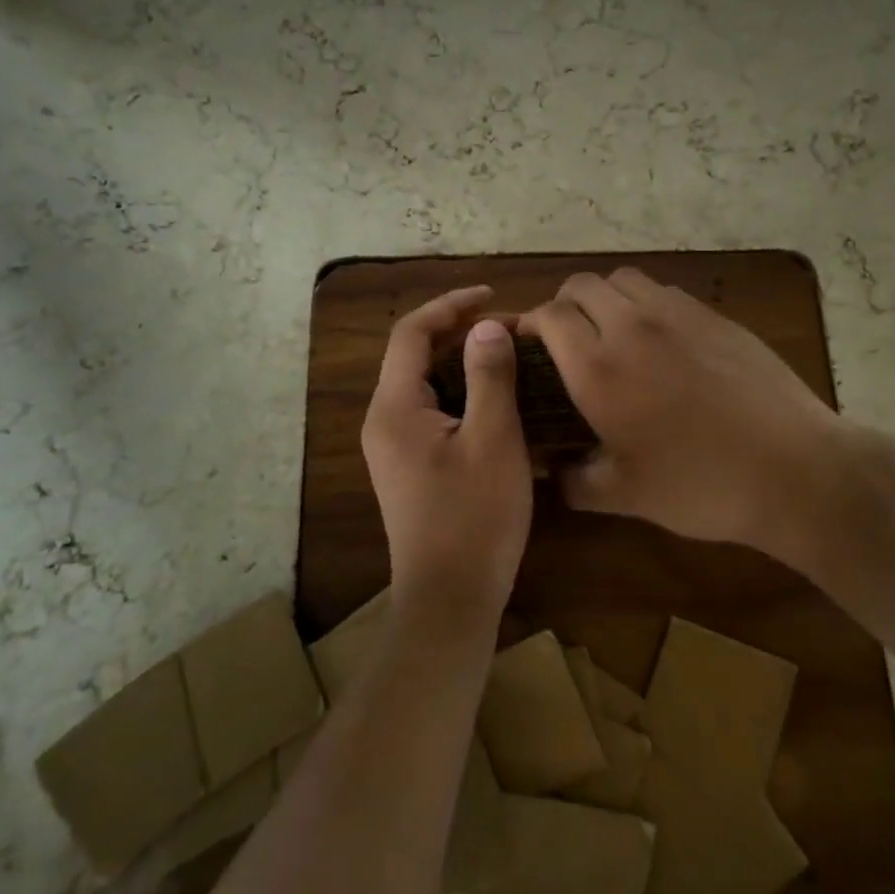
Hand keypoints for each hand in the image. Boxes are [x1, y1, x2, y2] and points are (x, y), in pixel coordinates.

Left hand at [362, 286, 532, 625]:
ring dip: (462, 362)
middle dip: (459, 332)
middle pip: (414, 355)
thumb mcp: (493, 441)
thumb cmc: (474, 518)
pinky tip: (497, 399)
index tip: (492, 294)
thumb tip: (486, 326)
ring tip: (508, 354)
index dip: (449, 304)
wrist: (450, 600)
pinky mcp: (409, 465)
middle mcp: (384, 420)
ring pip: (425, 384)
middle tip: (510, 328)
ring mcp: (394, 446)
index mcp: (395, 407)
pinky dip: (461, 392)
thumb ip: (489, 377)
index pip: (410, 332)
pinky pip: (432, 411)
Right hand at [520, 268, 860, 566]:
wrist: (793, 468)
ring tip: (614, 332)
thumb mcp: (625, 496)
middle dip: (564, 305)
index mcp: (598, 368)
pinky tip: (663, 341)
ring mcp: (678, 315)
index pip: (548, 315)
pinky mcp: (715, 316)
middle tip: (568, 340)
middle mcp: (632, 327)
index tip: (529, 345)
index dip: (531, 323)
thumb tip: (553, 473)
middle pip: (582, 285)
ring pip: (624, 279)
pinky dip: (647, 304)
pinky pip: (665, 292)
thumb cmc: (700, 485)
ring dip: (606, 297)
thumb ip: (575, 481)